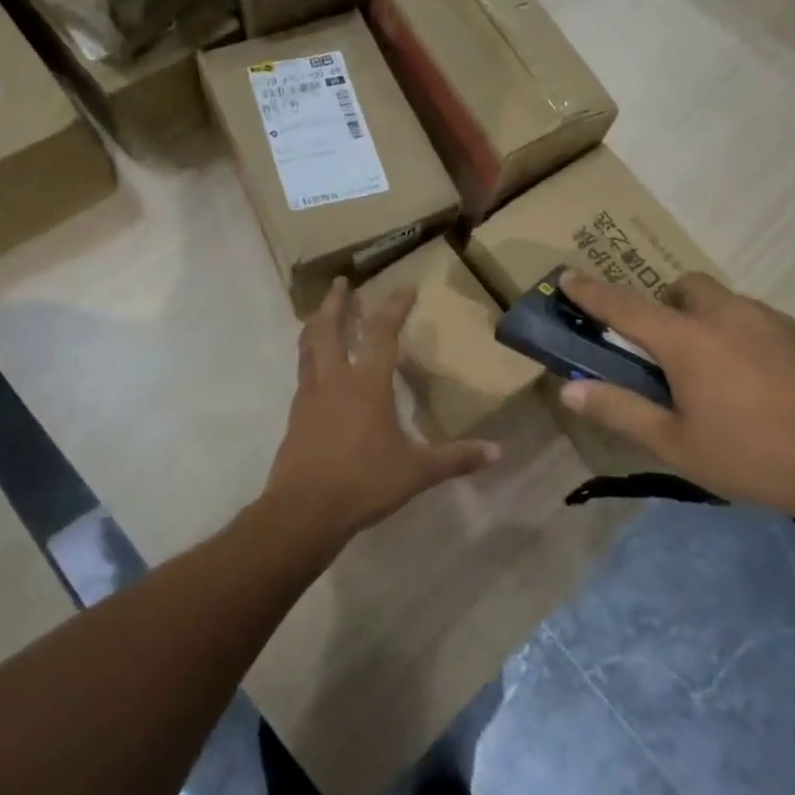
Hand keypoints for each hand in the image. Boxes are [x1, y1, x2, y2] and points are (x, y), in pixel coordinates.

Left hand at [262, 278, 499, 545]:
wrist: (304, 510)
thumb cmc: (363, 483)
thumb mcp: (417, 472)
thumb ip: (456, 458)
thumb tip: (498, 452)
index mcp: (367, 385)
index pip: (382, 334)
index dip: (395, 307)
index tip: (405, 287)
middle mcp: (334, 381)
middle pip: (329, 329)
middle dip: (336, 303)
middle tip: (341, 283)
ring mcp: (310, 397)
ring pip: (308, 348)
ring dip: (316, 325)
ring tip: (320, 314)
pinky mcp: (296, 416)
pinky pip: (302, 374)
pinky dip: (308, 358)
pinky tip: (315, 368)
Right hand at [555, 270, 794, 529]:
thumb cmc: (756, 456)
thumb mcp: (677, 444)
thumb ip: (620, 410)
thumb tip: (569, 389)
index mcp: (687, 340)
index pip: (624, 305)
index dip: (591, 291)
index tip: (567, 276)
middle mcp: (726, 315)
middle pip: (681, 288)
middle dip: (661, 305)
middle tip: (660, 350)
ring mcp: (769, 321)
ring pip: (721, 300)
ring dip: (700, 318)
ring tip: (707, 370)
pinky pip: (752, 318)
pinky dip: (735, 332)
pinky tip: (751, 380)